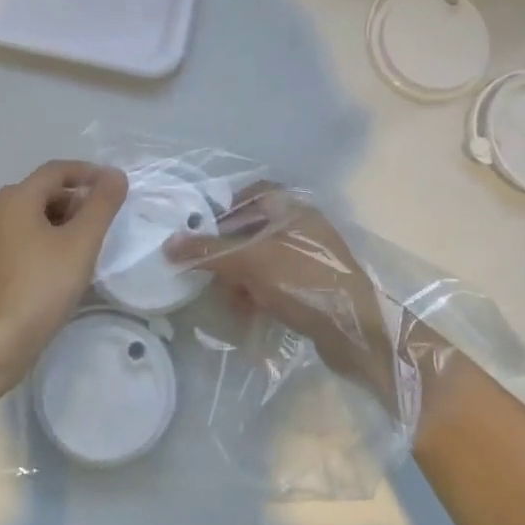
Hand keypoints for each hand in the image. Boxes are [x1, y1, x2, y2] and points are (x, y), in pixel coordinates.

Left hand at [0, 160, 127, 388]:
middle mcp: (0, 212)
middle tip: (105, 219)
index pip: (57, 170)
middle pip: (45, 191)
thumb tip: (115, 175)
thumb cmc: (42, 285)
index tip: (115, 186)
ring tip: (91, 242)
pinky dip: (51, 239)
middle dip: (78, 198)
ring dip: (66, 220)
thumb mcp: (81, 242)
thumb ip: (101, 205)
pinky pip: (28, 238)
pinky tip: (68, 263)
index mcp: (17, 199)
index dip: (88, 172)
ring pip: (36, 216)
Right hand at [165, 185, 398, 408]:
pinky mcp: (312, 285)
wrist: (355, 330)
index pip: (252, 193)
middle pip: (251, 230)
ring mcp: (310, 257)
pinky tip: (250, 312)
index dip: (225, 209)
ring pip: (260, 259)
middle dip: (229, 255)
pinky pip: (275, 281)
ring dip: (241, 279)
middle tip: (213, 275)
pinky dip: (259, 293)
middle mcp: (302, 226)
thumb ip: (208, 251)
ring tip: (235, 301)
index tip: (202, 231)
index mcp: (293, 207)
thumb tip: (168, 244)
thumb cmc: (302, 281)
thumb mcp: (249, 263)